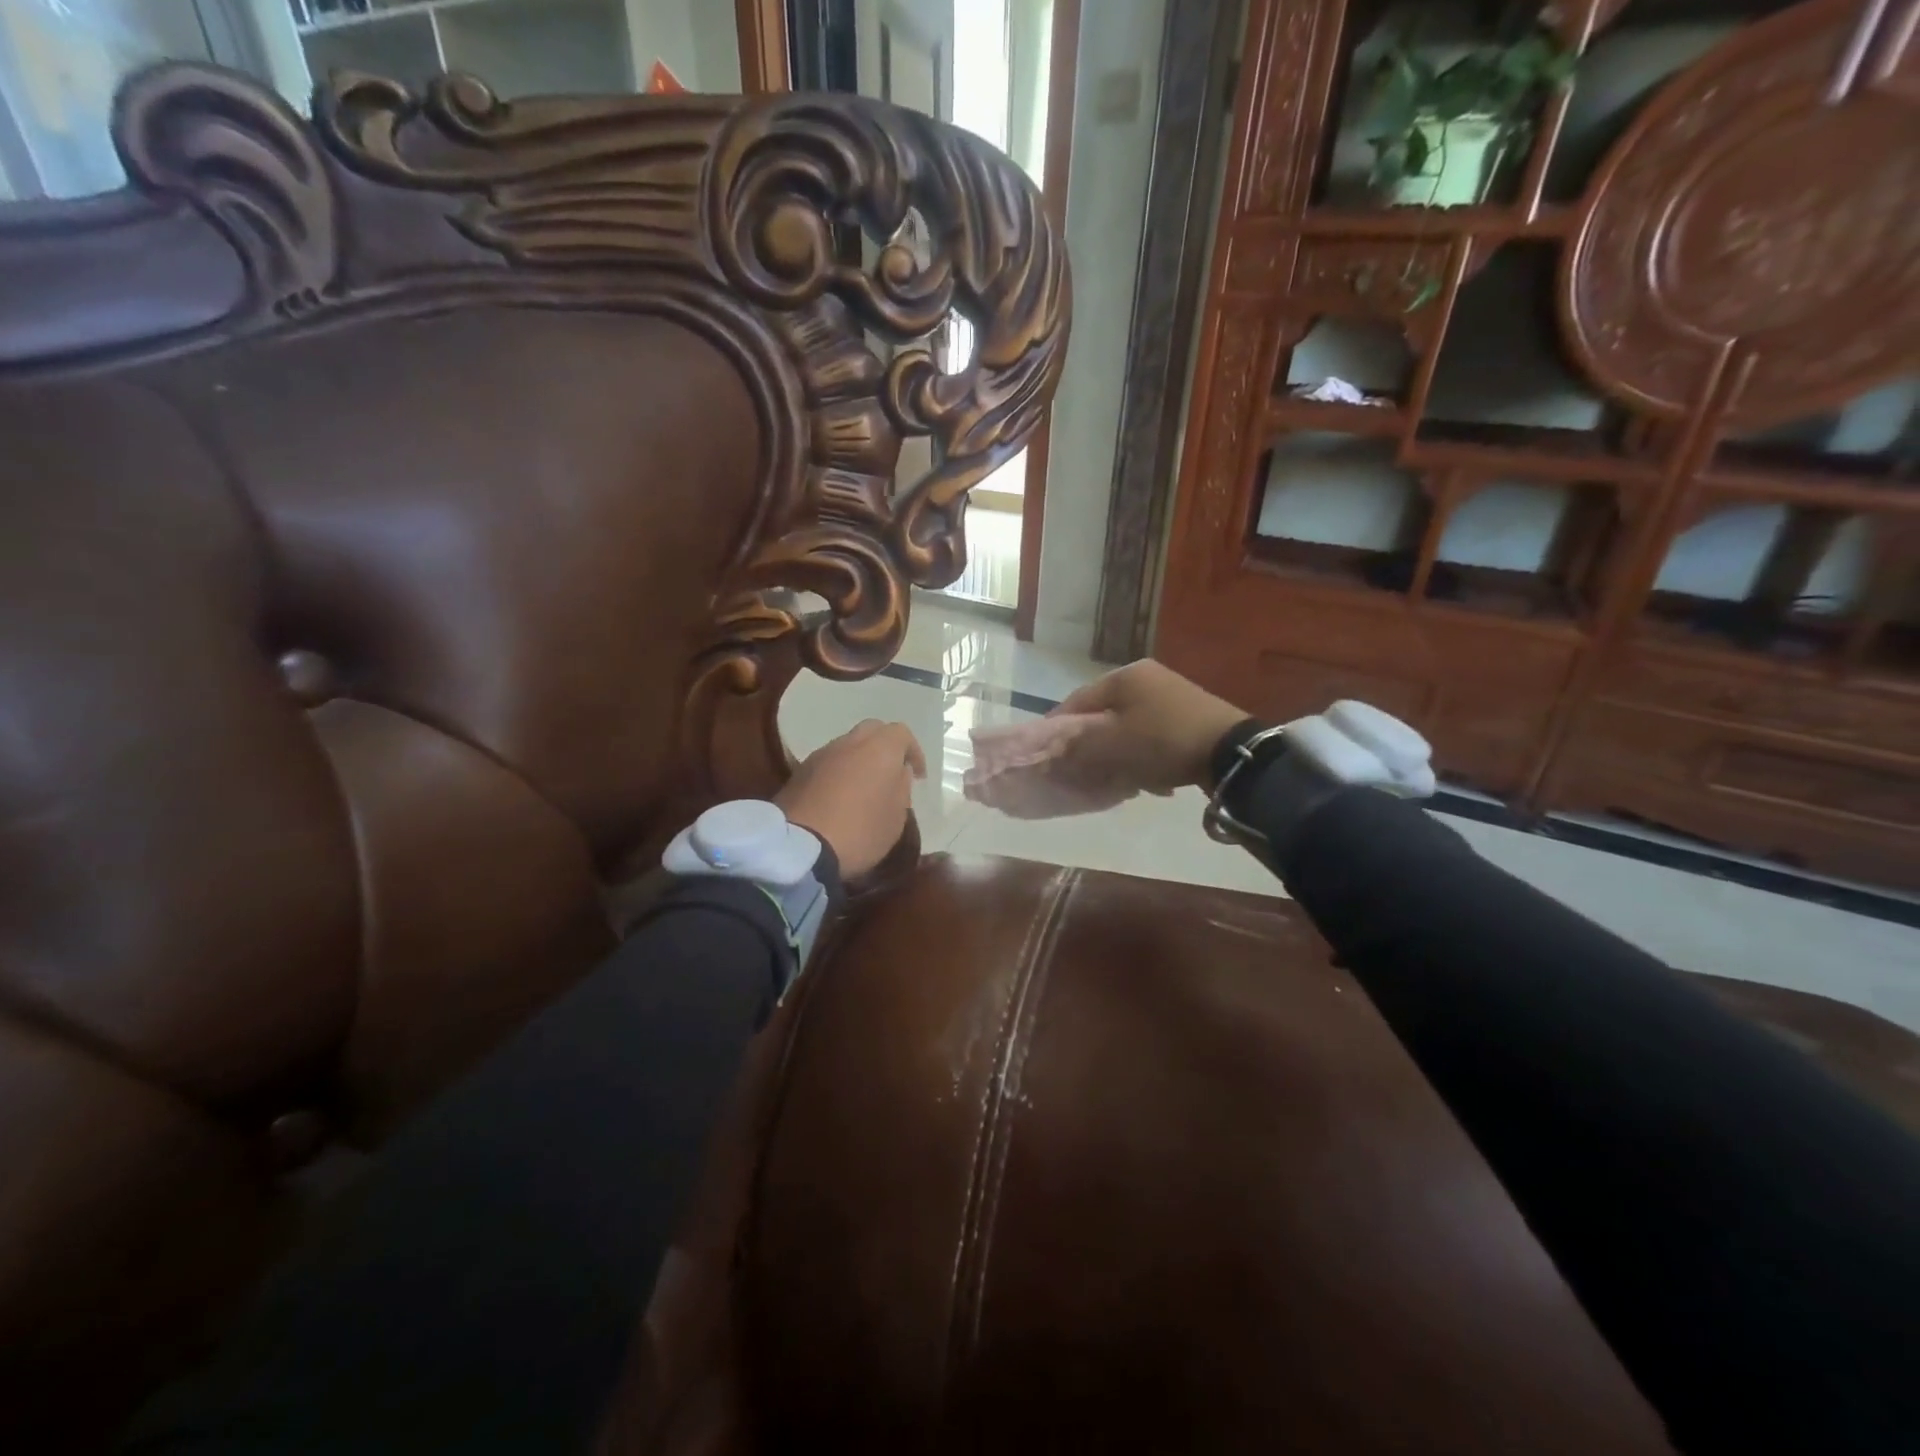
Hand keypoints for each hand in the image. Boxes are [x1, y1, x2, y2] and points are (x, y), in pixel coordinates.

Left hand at [777, 720, 926, 877]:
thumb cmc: (860, 831)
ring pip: (847, 745)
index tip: (917, 776)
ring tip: (864, 787)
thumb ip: (902, 789)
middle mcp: (850, 742)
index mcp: (880, 748)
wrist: (800, 847)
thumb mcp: (896, 818)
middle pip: (872, 731)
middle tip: (891, 773)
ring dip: (860, 760)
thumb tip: (899, 772)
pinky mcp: (799, 771)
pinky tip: (840, 797)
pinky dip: (839, 772)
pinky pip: (828, 763)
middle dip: (885, 747)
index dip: (913, 752)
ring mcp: (821, 754)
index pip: (902, 733)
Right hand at [1050, 661, 1247, 796]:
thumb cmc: (1161, 742)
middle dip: (1090, 745)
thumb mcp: (1110, 746)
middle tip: (1081, 771)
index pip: (1076, 701)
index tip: (1046, 755)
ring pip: (1127, 728)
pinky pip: (1152, 736)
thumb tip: (1047, 755)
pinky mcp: (1190, 716)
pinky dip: (1142, 755)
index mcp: (1124, 676)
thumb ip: (1074, 748)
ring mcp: (1171, 695)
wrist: (1230, 753)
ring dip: (1116, 754)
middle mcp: (1146, 678)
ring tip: (1115, 780)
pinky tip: (1147, 779)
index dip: (1058, 729)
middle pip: (1103, 715)